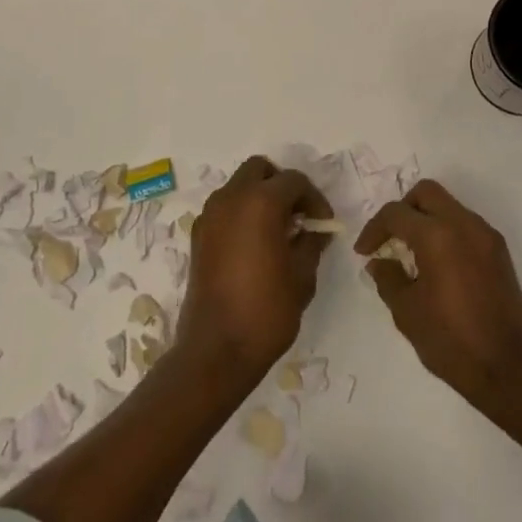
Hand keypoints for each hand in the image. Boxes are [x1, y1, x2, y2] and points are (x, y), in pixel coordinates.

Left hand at [176, 156, 332, 381]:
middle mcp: (231, 198)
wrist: (216, 351)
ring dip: (259, 196)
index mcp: (261, 201)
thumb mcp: (303, 275)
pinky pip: (224, 208)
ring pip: (239, 185)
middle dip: (282, 185)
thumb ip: (311, 242)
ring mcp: (210, 215)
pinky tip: (254, 245)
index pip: (295, 181)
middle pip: (260, 170)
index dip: (314, 199)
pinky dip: (241, 213)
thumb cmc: (266, 311)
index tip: (323, 225)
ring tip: (277, 231)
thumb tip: (314, 230)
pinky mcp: (198, 235)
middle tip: (298, 216)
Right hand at [356, 180, 521, 410]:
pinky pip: (466, 225)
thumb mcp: (408, 313)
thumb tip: (380, 262)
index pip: (396, 214)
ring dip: (427, 219)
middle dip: (403, 210)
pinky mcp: (499, 250)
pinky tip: (438, 264)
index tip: (364, 252)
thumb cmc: (452, 342)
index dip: (374, 229)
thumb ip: (389, 279)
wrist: (510, 369)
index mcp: (437, 236)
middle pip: (426, 193)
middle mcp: (464, 224)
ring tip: (413, 254)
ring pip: (449, 206)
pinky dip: (447, 232)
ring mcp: (485, 235)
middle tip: (390, 239)